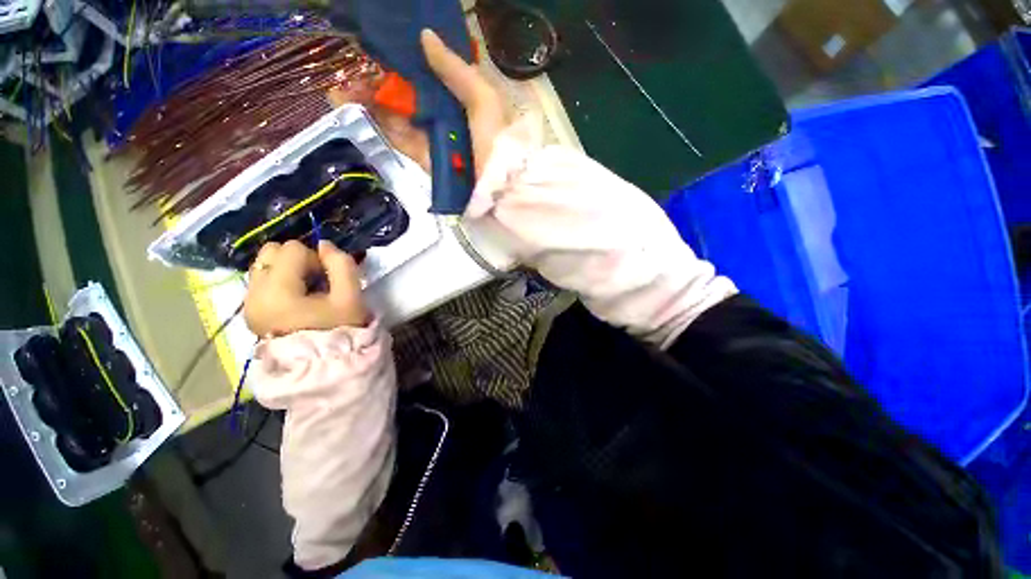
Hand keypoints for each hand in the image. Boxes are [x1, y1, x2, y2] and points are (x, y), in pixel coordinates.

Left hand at [244, 240, 367, 336]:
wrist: (320, 365)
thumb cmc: (339, 330)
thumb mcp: (351, 297)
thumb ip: (342, 265)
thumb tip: (325, 246)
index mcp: (277, 291)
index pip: (292, 249)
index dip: (316, 259)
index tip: (328, 280)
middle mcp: (254, 293)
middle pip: (270, 252)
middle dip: (297, 260)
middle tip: (316, 282)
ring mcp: (248, 303)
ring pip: (264, 265)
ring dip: (287, 270)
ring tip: (306, 291)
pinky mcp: (250, 310)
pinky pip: (262, 281)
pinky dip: (279, 282)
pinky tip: (296, 300)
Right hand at [332, 29, 507, 177]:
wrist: (497, 188)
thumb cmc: (496, 140)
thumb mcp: (484, 99)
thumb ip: (456, 69)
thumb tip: (425, 36)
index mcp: (463, 99)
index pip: (431, 75)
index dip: (407, 60)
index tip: (382, 45)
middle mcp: (446, 116)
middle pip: (409, 93)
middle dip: (380, 79)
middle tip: (352, 64)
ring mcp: (432, 138)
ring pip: (397, 114)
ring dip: (369, 99)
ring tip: (340, 86)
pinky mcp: (423, 158)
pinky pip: (397, 136)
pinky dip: (375, 122)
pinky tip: (350, 105)